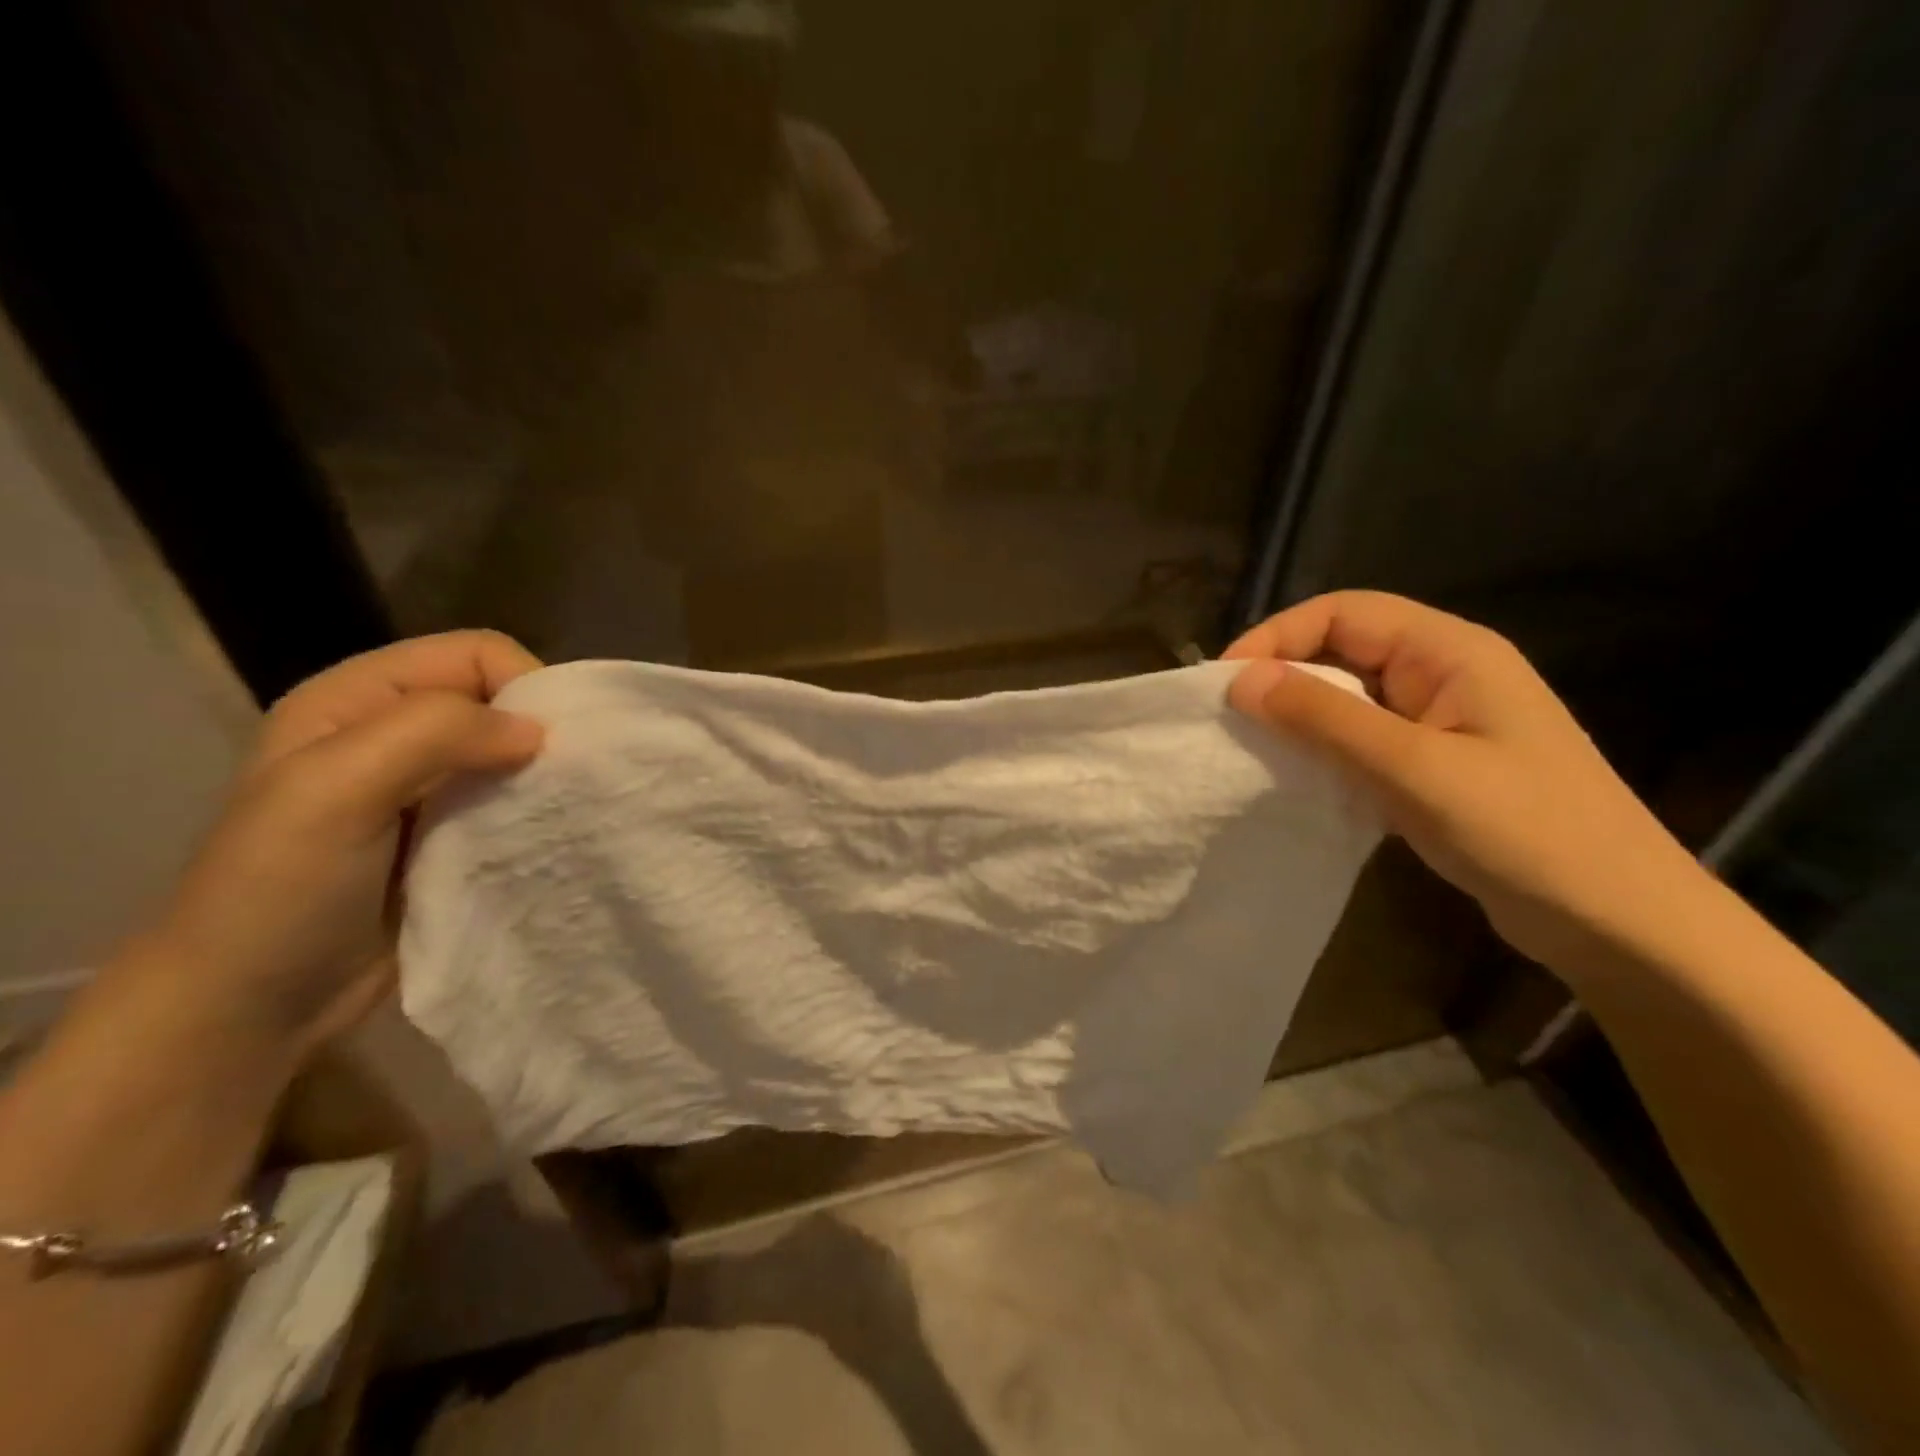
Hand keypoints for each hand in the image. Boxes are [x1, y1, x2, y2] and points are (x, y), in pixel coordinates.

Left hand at [124, 632, 544, 1059]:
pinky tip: (545, 837)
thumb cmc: (281, 890)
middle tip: (566, 781)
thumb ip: (435, 734)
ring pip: (512, 754)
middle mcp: (395, 733)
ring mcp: (423, 789)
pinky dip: (535, 813)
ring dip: (542, 777)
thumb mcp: (337, 790)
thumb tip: (539, 733)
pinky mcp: (449, 837)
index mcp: (359, 699)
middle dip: (541, 732)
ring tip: (562, 812)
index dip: (522, 685)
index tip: (548, 746)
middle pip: (499, 701)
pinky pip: (510, 803)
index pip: (475, 654)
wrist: (250, 1008)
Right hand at [1225, 592, 1702, 968]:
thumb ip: (1325, 719)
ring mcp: (1440, 722)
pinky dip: (1322, 750)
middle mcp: (1444, 674)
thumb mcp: (1415, 769)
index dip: (1278, 636)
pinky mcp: (1433, 764)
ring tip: (1251, 748)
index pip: (1344, 612)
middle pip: (1343, 648)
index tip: (1226, 682)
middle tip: (1229, 719)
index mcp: (1452, 652)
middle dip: (1282, 674)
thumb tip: (1241, 680)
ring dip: (1299, 716)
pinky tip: (1296, 778)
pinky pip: (1361, 739)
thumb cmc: (1526, 832)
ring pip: (1348, 697)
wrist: (1619, 923)